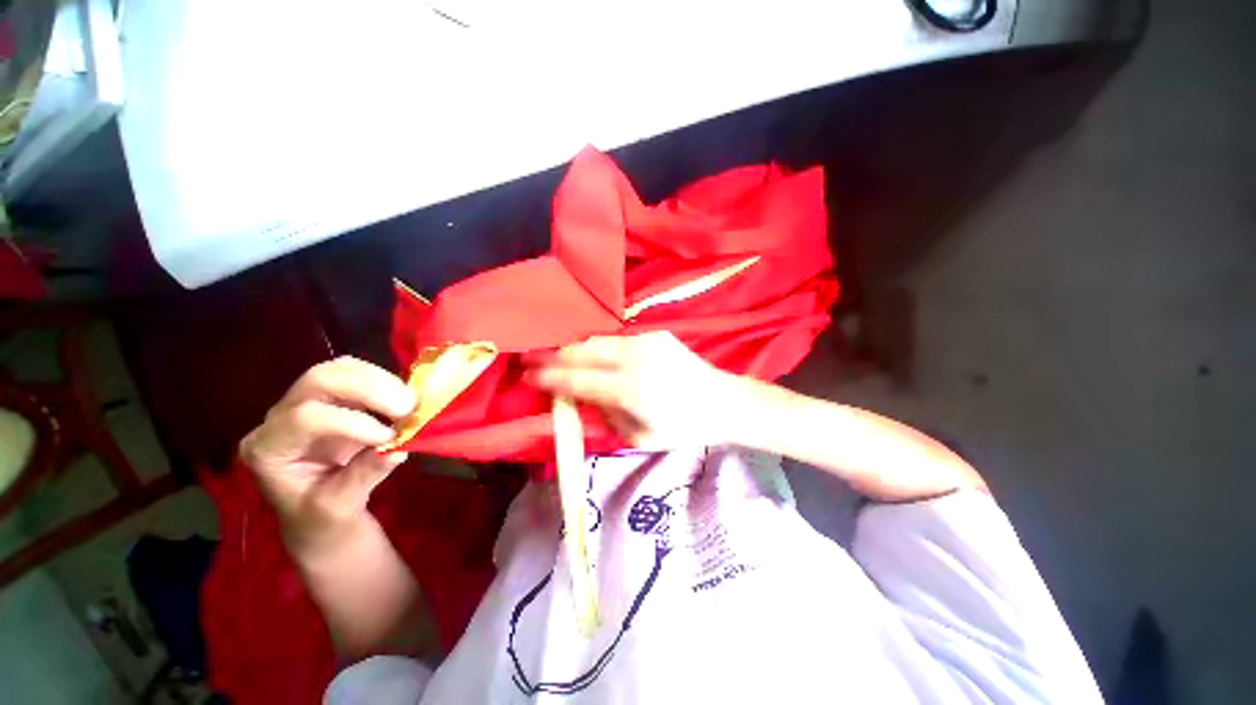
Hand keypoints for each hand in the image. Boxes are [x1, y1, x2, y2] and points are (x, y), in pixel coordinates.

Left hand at [239, 357, 415, 552]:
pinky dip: (385, 381)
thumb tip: (397, 450)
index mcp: (269, 449)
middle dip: (368, 388)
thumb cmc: (320, 518)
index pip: (304, 418)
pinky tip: (403, 397)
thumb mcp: (339, 507)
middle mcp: (280, 418)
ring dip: (381, 381)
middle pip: (319, 380)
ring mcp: (306, 403)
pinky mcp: (333, 399)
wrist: (320, 516)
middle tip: (407, 404)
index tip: (390, 436)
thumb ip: (362, 476)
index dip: (352, 422)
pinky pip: (358, 374)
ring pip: (340, 369)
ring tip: (410, 401)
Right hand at [527, 332, 740, 448]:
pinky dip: (598, 346)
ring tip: (556, 355)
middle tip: (532, 358)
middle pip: (583, 350)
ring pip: (598, 340)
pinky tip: (590, 352)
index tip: (527, 375)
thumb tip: (580, 396)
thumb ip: (605, 414)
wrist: (722, 401)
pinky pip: (617, 339)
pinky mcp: (656, 334)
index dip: (549, 377)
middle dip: (554, 355)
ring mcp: (646, 342)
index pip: (578, 379)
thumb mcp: (640, 435)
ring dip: (574, 348)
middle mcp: (635, 358)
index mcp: (631, 389)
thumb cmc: (683, 428)